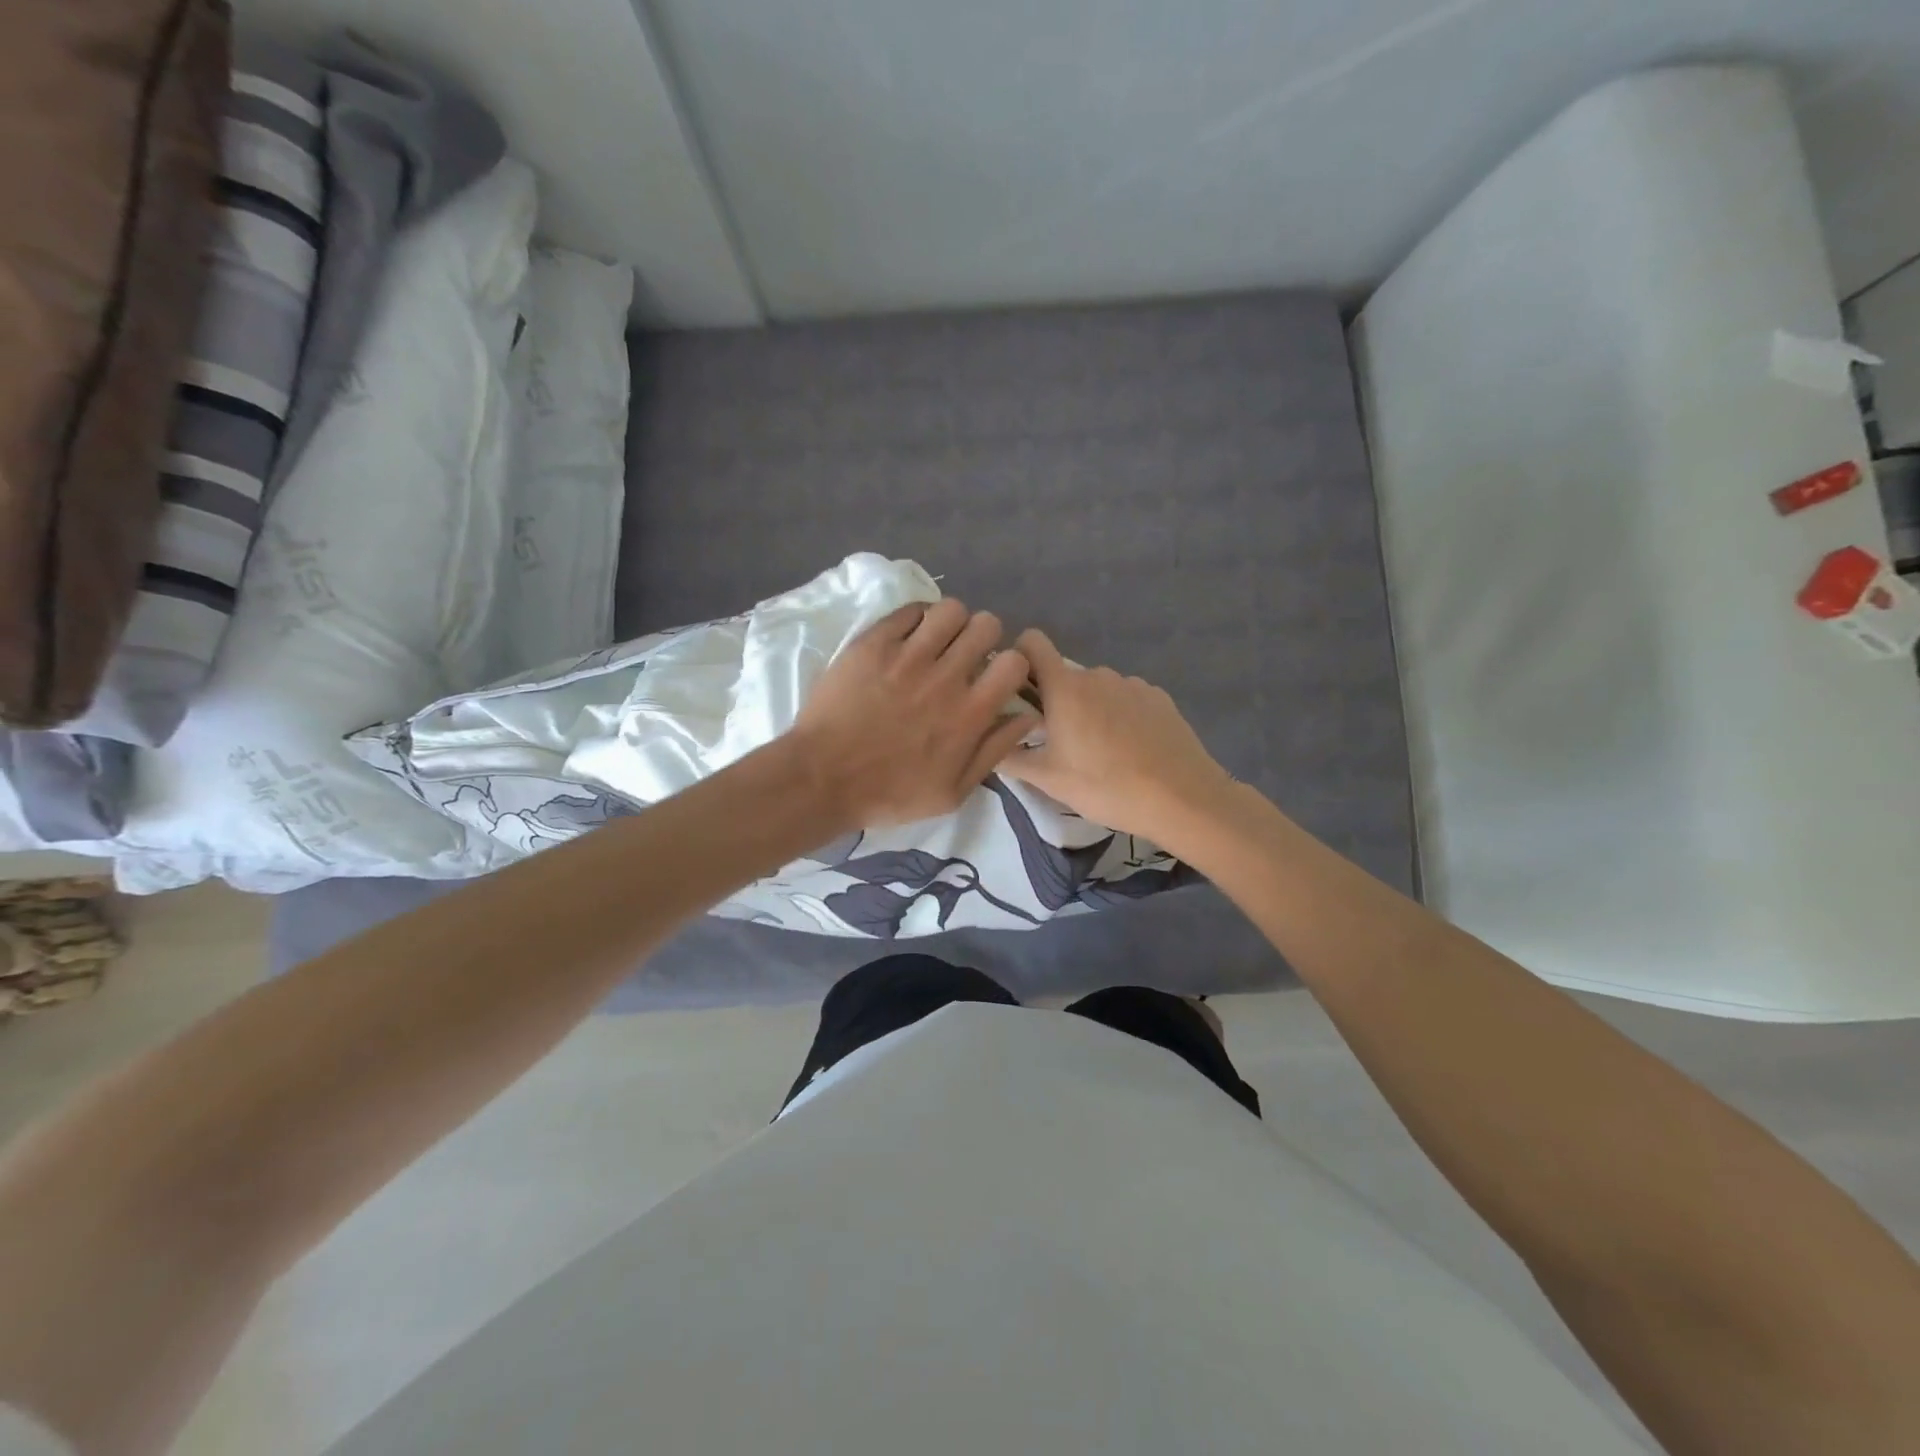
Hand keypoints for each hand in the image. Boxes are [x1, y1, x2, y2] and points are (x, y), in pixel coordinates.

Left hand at [789, 600, 1037, 829]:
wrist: (822, 779)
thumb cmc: (890, 794)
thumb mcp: (952, 793)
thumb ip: (994, 752)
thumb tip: (1026, 716)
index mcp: (970, 713)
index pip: (1015, 662)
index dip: (1010, 665)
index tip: (994, 677)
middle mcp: (945, 677)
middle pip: (986, 625)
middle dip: (983, 638)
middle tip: (965, 656)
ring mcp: (907, 655)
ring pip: (950, 609)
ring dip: (951, 624)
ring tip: (937, 642)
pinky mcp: (873, 644)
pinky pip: (908, 611)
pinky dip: (916, 619)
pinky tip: (909, 637)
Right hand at [1000, 630, 1236, 842]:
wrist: (1181, 797)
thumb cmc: (1105, 786)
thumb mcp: (1048, 780)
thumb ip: (1010, 757)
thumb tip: (990, 744)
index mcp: (1065, 687)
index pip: (1032, 643)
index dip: (1019, 658)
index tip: (1017, 690)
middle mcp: (1097, 674)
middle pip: (1063, 675)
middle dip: (1055, 700)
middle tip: (1058, 742)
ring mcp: (1132, 684)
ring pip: (1096, 688)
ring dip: (1088, 709)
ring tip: (1098, 751)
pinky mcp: (1158, 697)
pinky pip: (1126, 698)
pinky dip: (1119, 715)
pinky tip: (1130, 749)